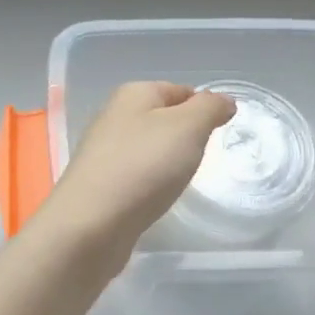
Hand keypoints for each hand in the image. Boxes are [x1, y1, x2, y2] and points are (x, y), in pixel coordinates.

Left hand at [38, 82, 234, 254]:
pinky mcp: (100, 183)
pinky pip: (136, 174)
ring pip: (149, 147)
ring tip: (182, 179)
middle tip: (204, 158)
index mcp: (133, 94)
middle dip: (187, 136)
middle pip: (163, 118)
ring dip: (169, 161)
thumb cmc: (144, 166)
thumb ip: (209, 109)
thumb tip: (224, 100)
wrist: (90, 224)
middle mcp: (114, 116)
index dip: (204, 107)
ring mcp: (104, 151)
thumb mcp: (188, 127)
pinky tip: (158, 197)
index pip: (180, 90)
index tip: (222, 132)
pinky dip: (151, 182)